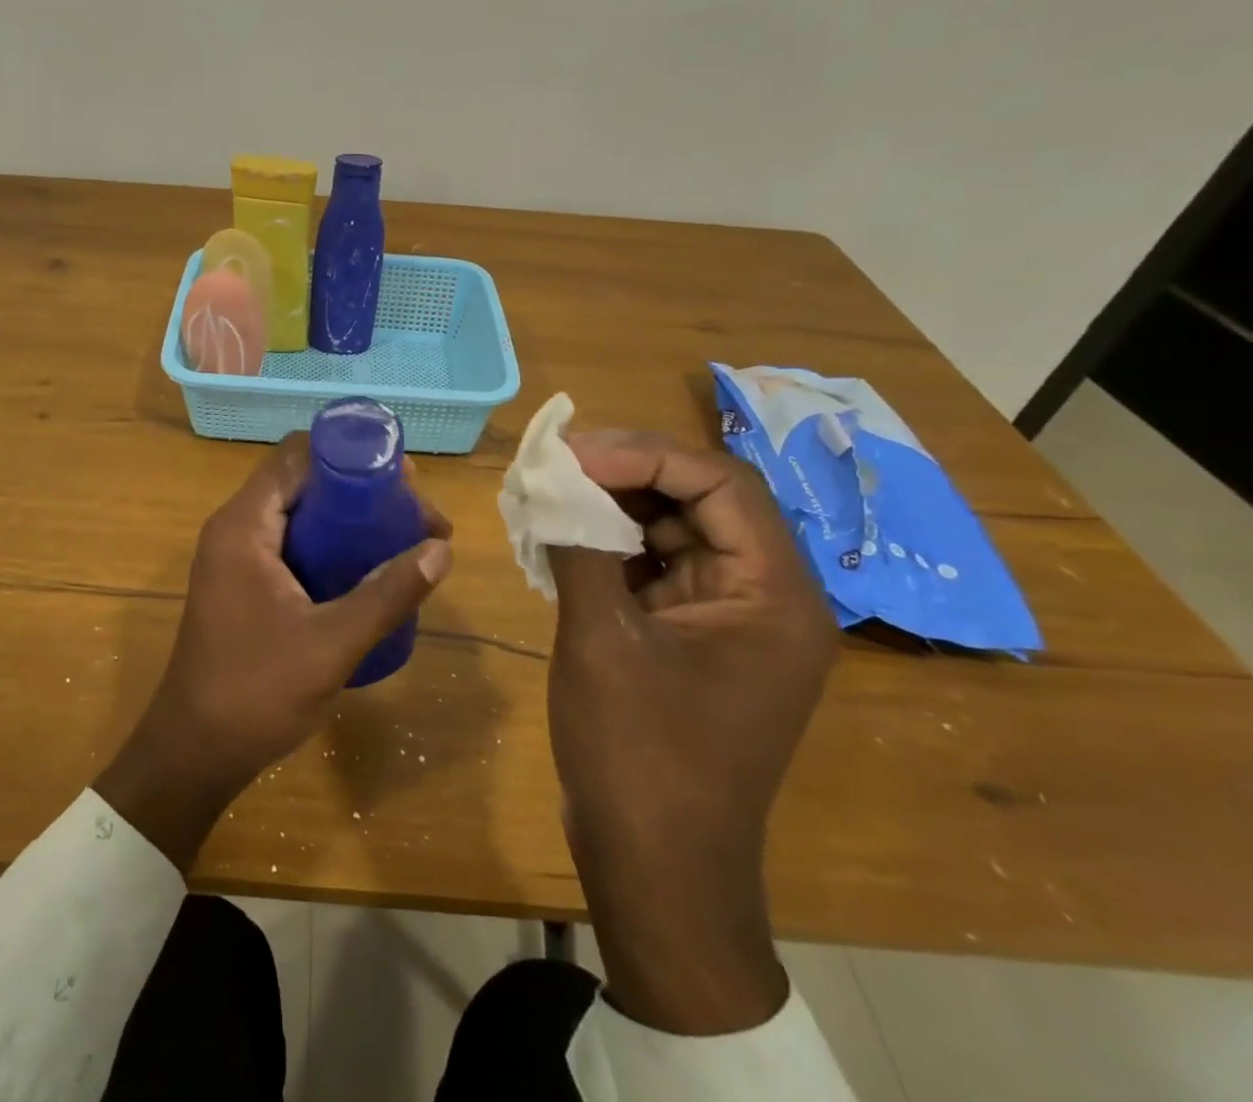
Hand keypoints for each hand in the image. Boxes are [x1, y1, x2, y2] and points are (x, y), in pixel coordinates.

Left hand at [97, 436, 452, 872]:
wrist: (195, 752)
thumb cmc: (256, 693)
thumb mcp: (332, 644)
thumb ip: (387, 594)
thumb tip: (441, 550)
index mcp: (244, 525)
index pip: (298, 456)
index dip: (353, 456)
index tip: (405, 481)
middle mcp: (236, 528)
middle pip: (303, 480)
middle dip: (362, 489)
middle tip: (416, 514)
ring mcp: (237, 556)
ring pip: (300, 512)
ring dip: (349, 518)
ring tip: (405, 537)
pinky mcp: (244, 582)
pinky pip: (293, 542)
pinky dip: (331, 544)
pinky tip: (369, 568)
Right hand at [547, 432, 836, 1034]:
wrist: (655, 869)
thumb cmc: (638, 755)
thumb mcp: (602, 640)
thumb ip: (581, 547)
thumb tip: (549, 479)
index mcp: (772, 595)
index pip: (721, 484)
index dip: (645, 456)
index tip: (573, 453)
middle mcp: (764, 598)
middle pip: (700, 502)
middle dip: (625, 476)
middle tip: (554, 466)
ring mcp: (728, 620)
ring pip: (674, 532)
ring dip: (612, 510)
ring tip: (549, 495)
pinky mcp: (693, 639)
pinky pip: (655, 570)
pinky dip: (609, 549)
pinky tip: (559, 542)